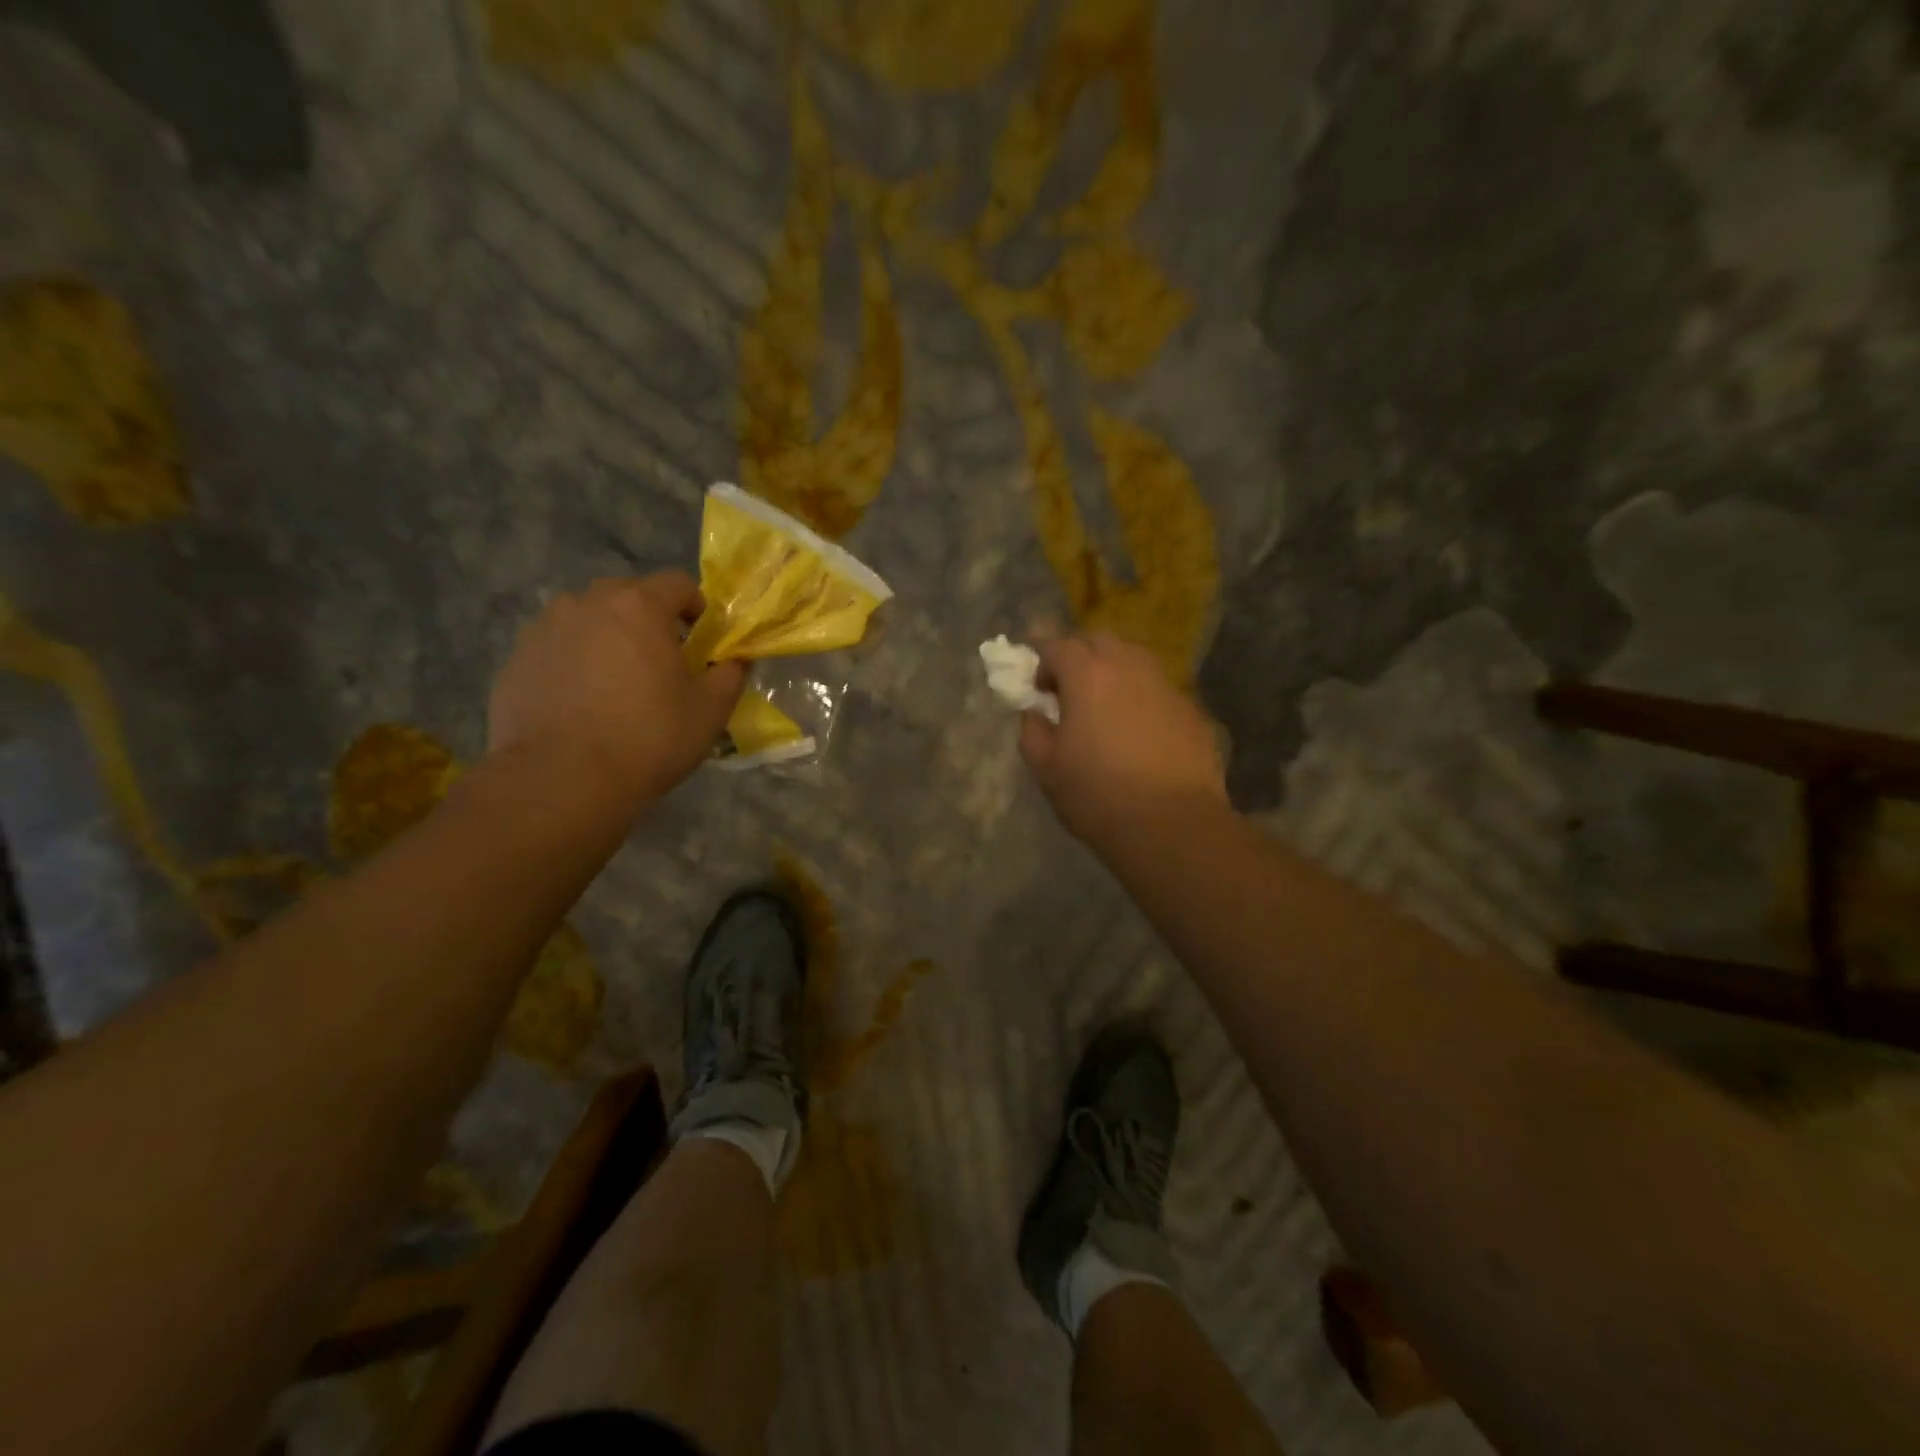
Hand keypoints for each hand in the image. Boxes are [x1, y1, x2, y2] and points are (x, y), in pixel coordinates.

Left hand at [488, 573, 744, 812]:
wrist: (561, 780)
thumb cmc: (647, 738)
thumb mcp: (709, 711)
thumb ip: (729, 675)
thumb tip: (734, 661)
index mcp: (638, 607)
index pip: (677, 583)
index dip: (696, 607)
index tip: (701, 640)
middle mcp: (586, 604)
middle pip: (627, 596)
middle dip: (648, 620)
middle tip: (659, 662)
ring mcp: (544, 629)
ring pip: (586, 620)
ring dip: (606, 638)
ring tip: (615, 682)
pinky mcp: (516, 660)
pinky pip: (556, 649)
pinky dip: (573, 664)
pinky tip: (581, 704)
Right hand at [1020, 632, 1227, 847]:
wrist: (1172, 825)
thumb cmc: (1098, 795)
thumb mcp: (1046, 768)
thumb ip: (1032, 730)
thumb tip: (1036, 712)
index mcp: (1088, 675)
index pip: (1057, 645)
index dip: (1041, 659)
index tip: (1036, 686)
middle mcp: (1129, 668)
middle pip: (1099, 641)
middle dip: (1078, 656)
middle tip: (1068, 690)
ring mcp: (1166, 686)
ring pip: (1134, 659)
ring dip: (1112, 671)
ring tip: (1104, 706)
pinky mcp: (1191, 711)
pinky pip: (1158, 689)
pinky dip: (1141, 697)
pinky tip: (1137, 731)